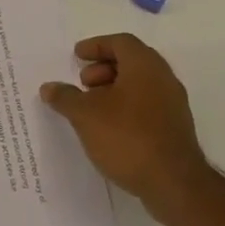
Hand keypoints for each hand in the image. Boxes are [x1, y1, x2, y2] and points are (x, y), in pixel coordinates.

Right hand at [41, 34, 214, 224]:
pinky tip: (109, 127)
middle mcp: (163, 78)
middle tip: (83, 84)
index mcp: (145, 66)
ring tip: (92, 108)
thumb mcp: (85, 115)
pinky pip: (147, 105)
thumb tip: (49, 87)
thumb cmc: (127, 137)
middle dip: (103, 68)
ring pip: (140, 84)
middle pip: (132, 61)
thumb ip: (65, 97)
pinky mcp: (175, 128)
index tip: (77, 56)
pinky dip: (126, 106)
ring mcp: (173, 104)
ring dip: (114, 89)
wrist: (173, 183)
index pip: (121, 42)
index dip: (96, 45)